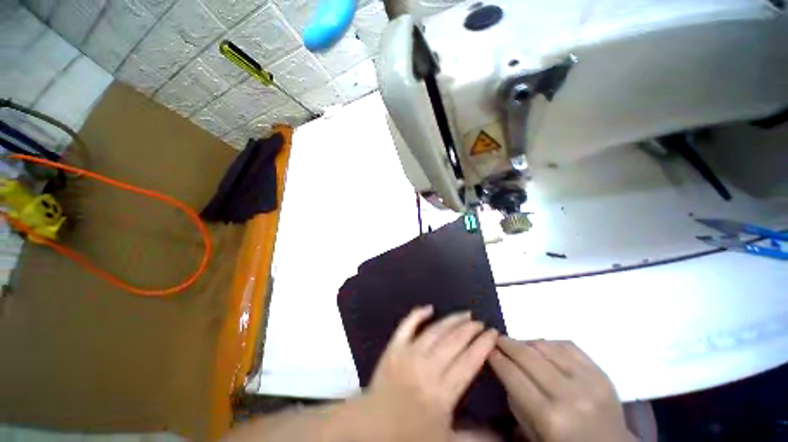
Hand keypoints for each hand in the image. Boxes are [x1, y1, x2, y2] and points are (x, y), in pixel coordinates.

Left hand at [355, 305, 498, 441]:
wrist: (372, 427)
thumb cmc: (410, 435)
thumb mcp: (446, 441)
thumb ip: (475, 437)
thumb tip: (503, 435)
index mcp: (443, 391)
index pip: (469, 361)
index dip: (483, 345)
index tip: (493, 333)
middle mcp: (428, 367)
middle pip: (454, 342)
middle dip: (470, 330)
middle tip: (480, 322)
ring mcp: (410, 353)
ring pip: (435, 331)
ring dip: (452, 320)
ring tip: (464, 314)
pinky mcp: (394, 347)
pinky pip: (407, 326)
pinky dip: (418, 315)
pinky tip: (429, 308)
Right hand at [489, 338, 635, 441]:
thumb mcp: (532, 434)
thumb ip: (515, 400)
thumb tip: (502, 367)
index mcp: (549, 417)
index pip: (512, 374)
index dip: (495, 357)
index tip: (486, 347)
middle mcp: (568, 395)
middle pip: (527, 355)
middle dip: (506, 343)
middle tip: (496, 338)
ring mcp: (588, 380)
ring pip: (546, 345)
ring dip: (526, 341)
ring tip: (519, 345)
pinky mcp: (601, 372)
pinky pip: (568, 345)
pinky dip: (549, 342)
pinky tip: (543, 348)